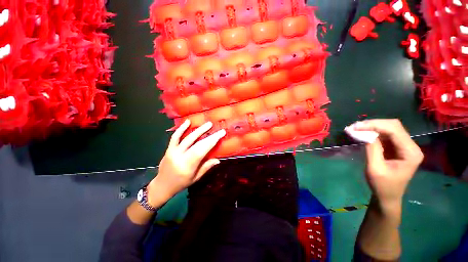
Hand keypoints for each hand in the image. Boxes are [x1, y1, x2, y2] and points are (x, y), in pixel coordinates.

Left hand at [147, 120, 225, 205]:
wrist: (162, 185)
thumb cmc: (181, 183)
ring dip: (199, 130)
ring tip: (208, 124)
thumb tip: (218, 159)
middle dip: (209, 136)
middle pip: (196, 143)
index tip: (220, 134)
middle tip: (218, 129)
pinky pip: (175, 137)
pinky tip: (188, 122)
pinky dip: (181, 128)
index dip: (211, 141)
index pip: (201, 151)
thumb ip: (206, 167)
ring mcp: (173, 151)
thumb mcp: (195, 178)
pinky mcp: (169, 148)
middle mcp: (180, 157)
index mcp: (187, 166)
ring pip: (187, 138)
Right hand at [355, 119, 423, 210]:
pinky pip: (386, 135)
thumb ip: (372, 149)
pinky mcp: (397, 147)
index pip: (394, 130)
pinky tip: (362, 133)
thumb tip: (364, 132)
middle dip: (373, 124)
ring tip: (355, 129)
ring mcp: (405, 146)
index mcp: (410, 152)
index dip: (374, 125)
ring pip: (389, 128)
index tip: (355, 127)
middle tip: (354, 127)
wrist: (388, 196)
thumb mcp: (375, 168)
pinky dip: (373, 132)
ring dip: (372, 127)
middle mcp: (411, 146)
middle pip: (393, 126)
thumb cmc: (382, 186)